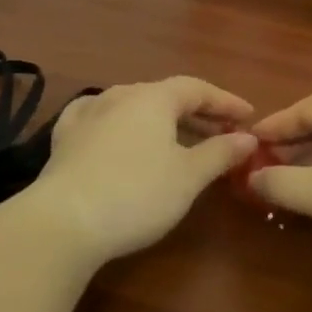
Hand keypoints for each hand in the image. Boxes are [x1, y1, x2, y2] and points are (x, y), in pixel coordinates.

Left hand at [36, 76, 257, 262]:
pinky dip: (121, 124)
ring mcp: (88, 114)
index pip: (197, 89)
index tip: (248, 117)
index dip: (225, 102)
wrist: (63, 221)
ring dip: (161, 120)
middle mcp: (120, 95)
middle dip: (197, 113)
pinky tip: (118, 132)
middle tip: (221, 133)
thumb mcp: (188, 176)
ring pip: (134, 107)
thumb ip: (220, 152)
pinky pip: (100, 118)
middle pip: (166, 96)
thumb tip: (247, 138)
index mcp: (154, 98)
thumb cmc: (137, 194)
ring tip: (178, 139)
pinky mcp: (65, 138)